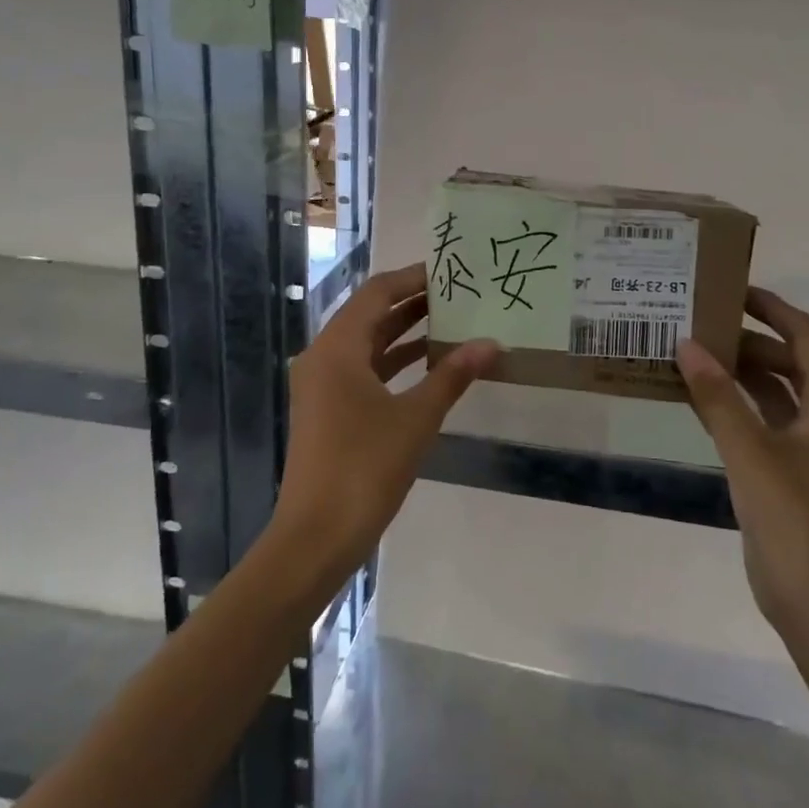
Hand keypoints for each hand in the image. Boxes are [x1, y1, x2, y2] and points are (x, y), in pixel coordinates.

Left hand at [272, 264, 498, 580]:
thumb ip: (453, 376)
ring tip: (451, 321)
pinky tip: (430, 365)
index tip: (450, 271)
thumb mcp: (416, 419)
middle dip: (412, 303)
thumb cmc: (365, 468)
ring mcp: (322, 385)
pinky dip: (395, 363)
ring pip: (368, 344)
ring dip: (405, 333)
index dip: (412, 278)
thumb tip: (491, 344)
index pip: (377, 293)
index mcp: (337, 348)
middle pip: (370, 315)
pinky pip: (364, 370)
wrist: (317, 536)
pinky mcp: (327, 409)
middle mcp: (324, 357)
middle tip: (458, 294)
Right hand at [675, 289, 808, 641]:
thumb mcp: (750, 452)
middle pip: (787, 361)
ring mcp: (806, 447)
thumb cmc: (794, 519)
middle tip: (698, 323)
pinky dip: (731, 405)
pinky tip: (696, 399)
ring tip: (691, 352)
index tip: (733, 290)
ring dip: (737, 372)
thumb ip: (717, 397)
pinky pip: (757, 421)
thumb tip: (687, 345)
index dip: (773, 308)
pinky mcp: (785, 471)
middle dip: (747, 339)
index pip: (806, 337)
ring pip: (771, 392)